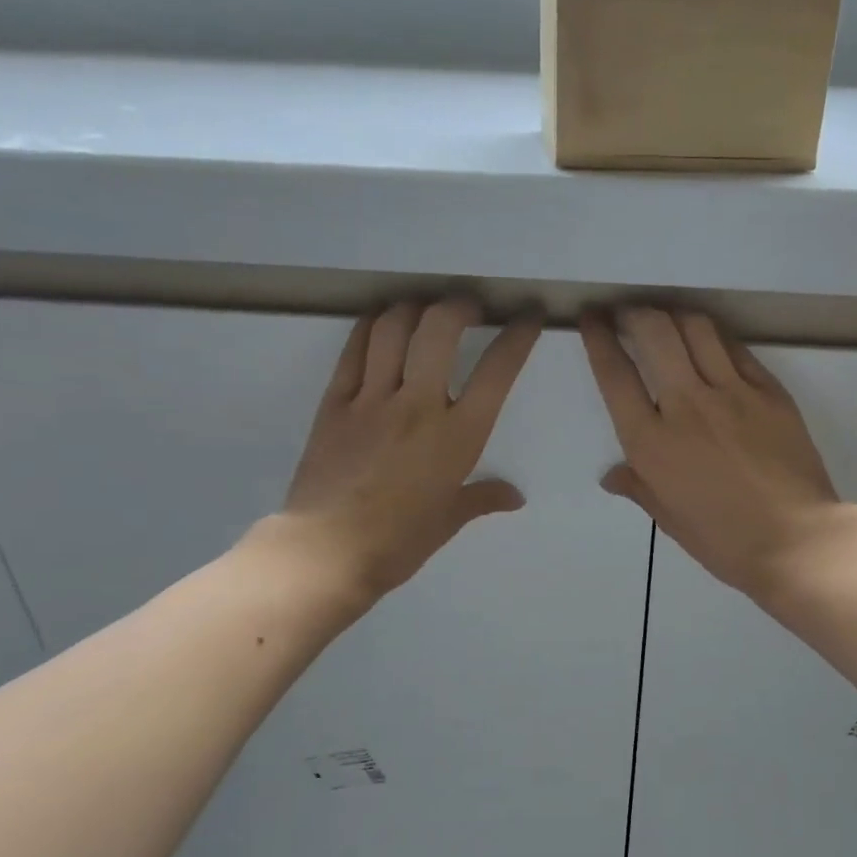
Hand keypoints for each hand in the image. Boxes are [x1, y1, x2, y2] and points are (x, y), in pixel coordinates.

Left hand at [271, 299, 539, 602]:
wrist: (328, 552)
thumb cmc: (399, 542)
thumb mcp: (448, 520)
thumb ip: (482, 498)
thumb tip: (514, 497)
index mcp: (457, 436)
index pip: (497, 371)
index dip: (518, 335)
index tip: (528, 317)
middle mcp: (418, 405)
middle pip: (440, 328)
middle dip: (460, 305)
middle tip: (469, 306)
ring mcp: (372, 399)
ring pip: (394, 328)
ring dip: (414, 307)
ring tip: (424, 310)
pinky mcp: (334, 402)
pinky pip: (355, 350)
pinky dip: (371, 327)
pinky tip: (381, 323)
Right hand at [581, 307, 850, 600]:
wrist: (795, 540)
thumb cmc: (723, 540)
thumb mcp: (669, 518)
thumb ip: (638, 487)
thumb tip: (612, 476)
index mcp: (651, 442)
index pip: (615, 374)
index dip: (598, 338)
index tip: (592, 319)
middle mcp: (686, 405)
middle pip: (654, 332)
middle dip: (634, 312)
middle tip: (628, 313)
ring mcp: (732, 392)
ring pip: (696, 328)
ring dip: (675, 314)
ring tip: (668, 319)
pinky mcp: (769, 391)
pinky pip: (735, 349)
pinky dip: (715, 337)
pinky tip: (710, 341)